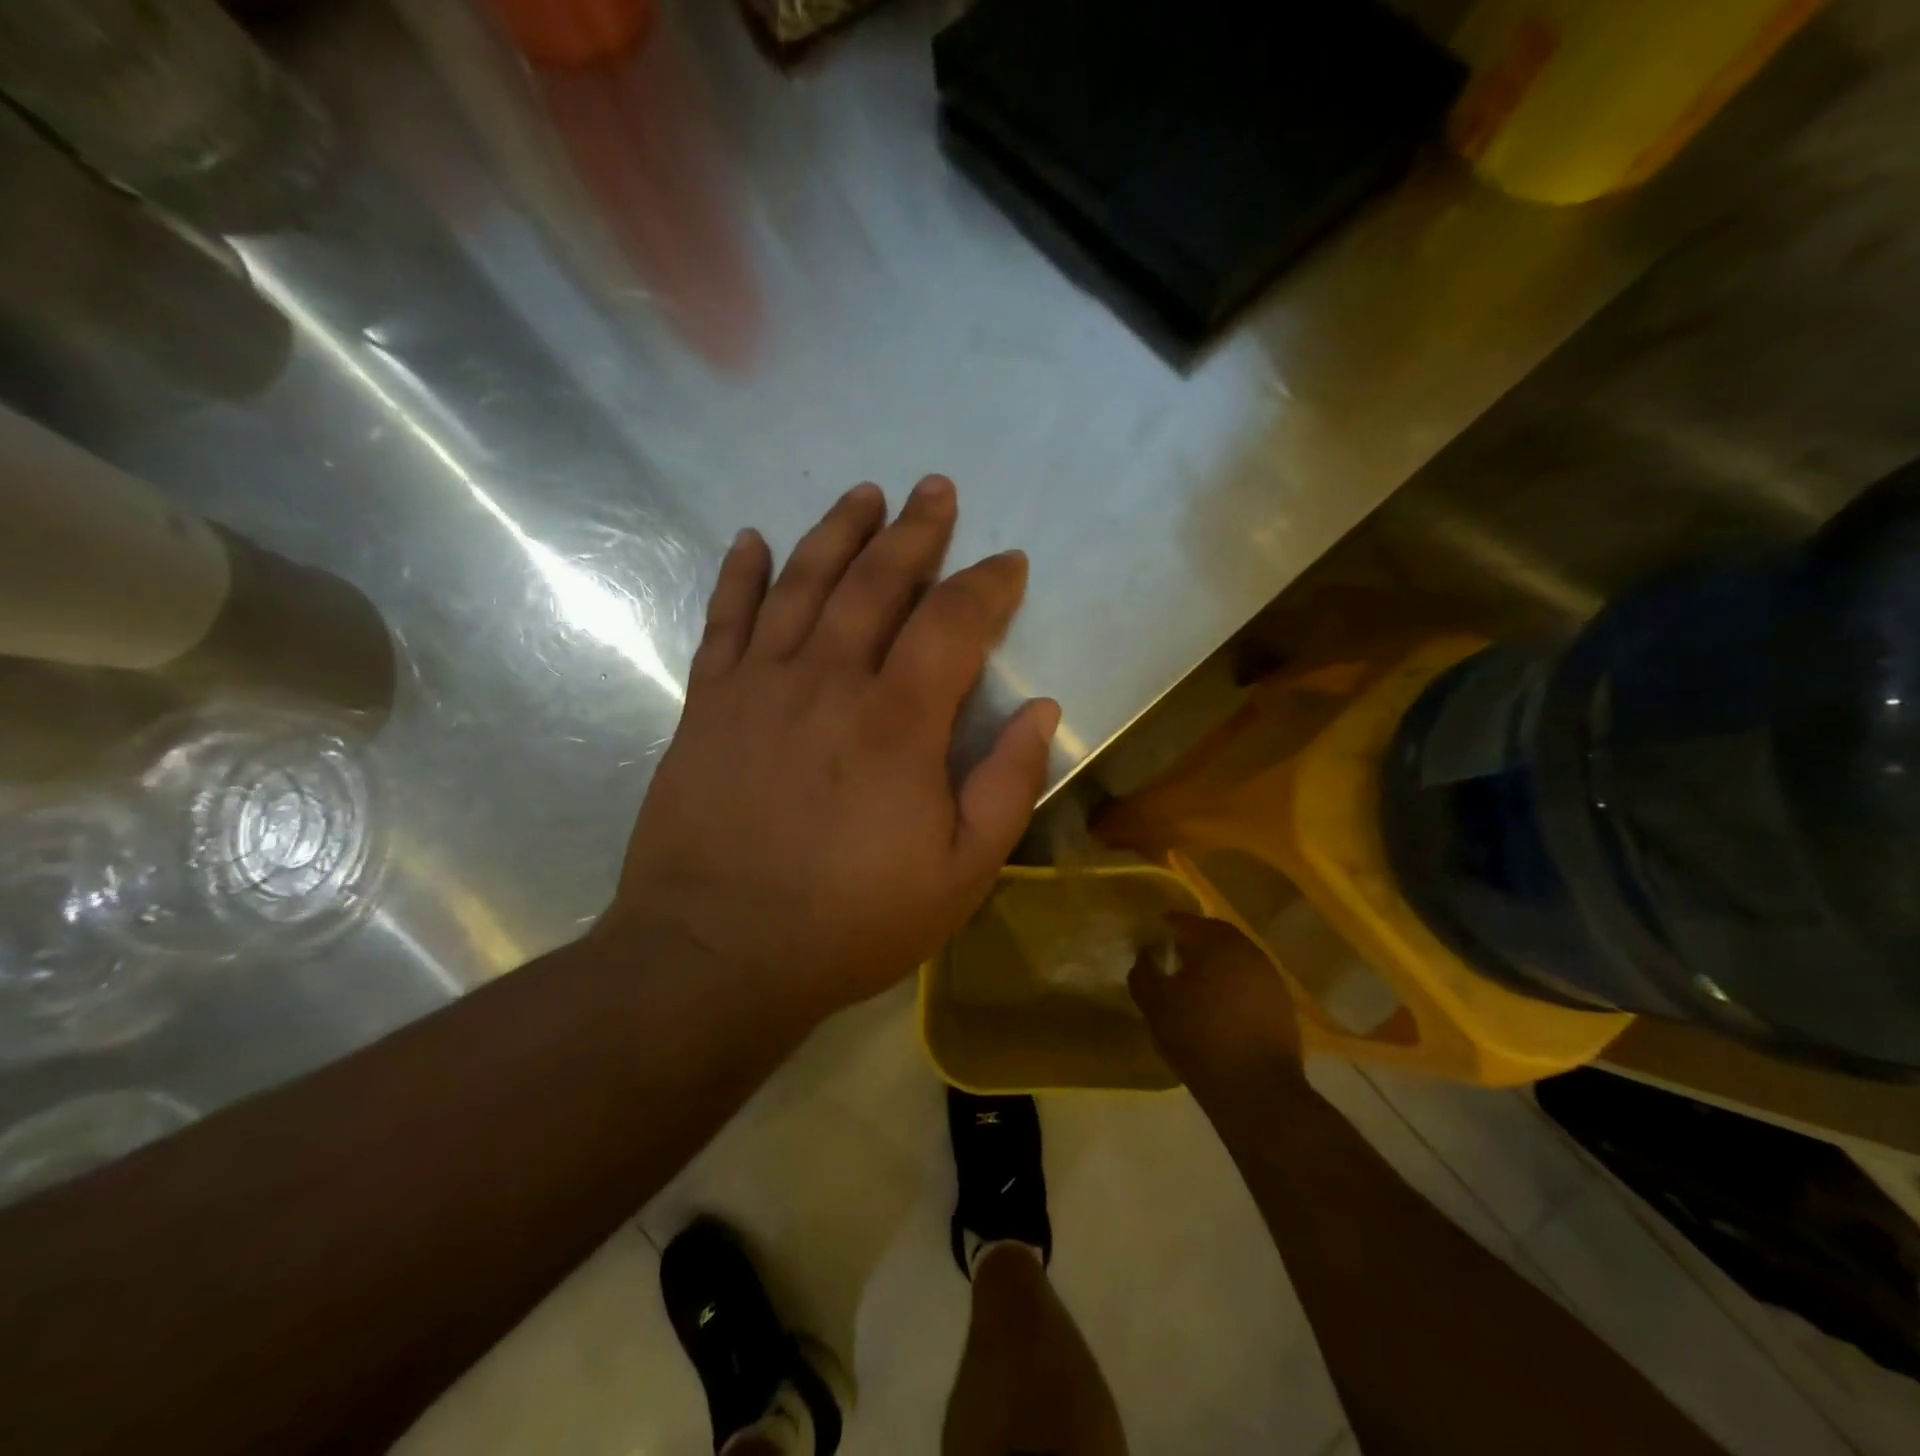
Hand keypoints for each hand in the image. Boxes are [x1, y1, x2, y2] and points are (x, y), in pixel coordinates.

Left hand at [608, 477, 1059, 1021]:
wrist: (715, 956)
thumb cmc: (849, 922)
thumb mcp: (961, 874)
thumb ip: (1007, 785)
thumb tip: (1040, 709)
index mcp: (897, 722)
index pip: (952, 622)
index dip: (987, 585)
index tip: (1008, 563)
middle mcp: (827, 681)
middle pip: (875, 582)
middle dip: (914, 532)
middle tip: (936, 491)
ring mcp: (758, 687)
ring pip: (802, 584)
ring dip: (837, 532)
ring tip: (864, 493)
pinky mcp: (706, 707)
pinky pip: (724, 622)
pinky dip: (740, 576)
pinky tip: (752, 540)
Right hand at [1130, 914, 1306, 1095]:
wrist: (1257, 1090)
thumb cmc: (1199, 1038)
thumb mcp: (1155, 1005)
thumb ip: (1143, 972)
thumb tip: (1145, 954)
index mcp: (1216, 942)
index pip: (1183, 921)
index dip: (1161, 929)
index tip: (1147, 944)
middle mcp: (1248, 950)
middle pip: (1212, 935)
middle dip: (1189, 944)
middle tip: (1168, 962)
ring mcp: (1270, 977)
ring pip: (1234, 959)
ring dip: (1213, 965)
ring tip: (1193, 988)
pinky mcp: (1282, 1003)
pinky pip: (1249, 982)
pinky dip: (1232, 986)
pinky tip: (1218, 1010)